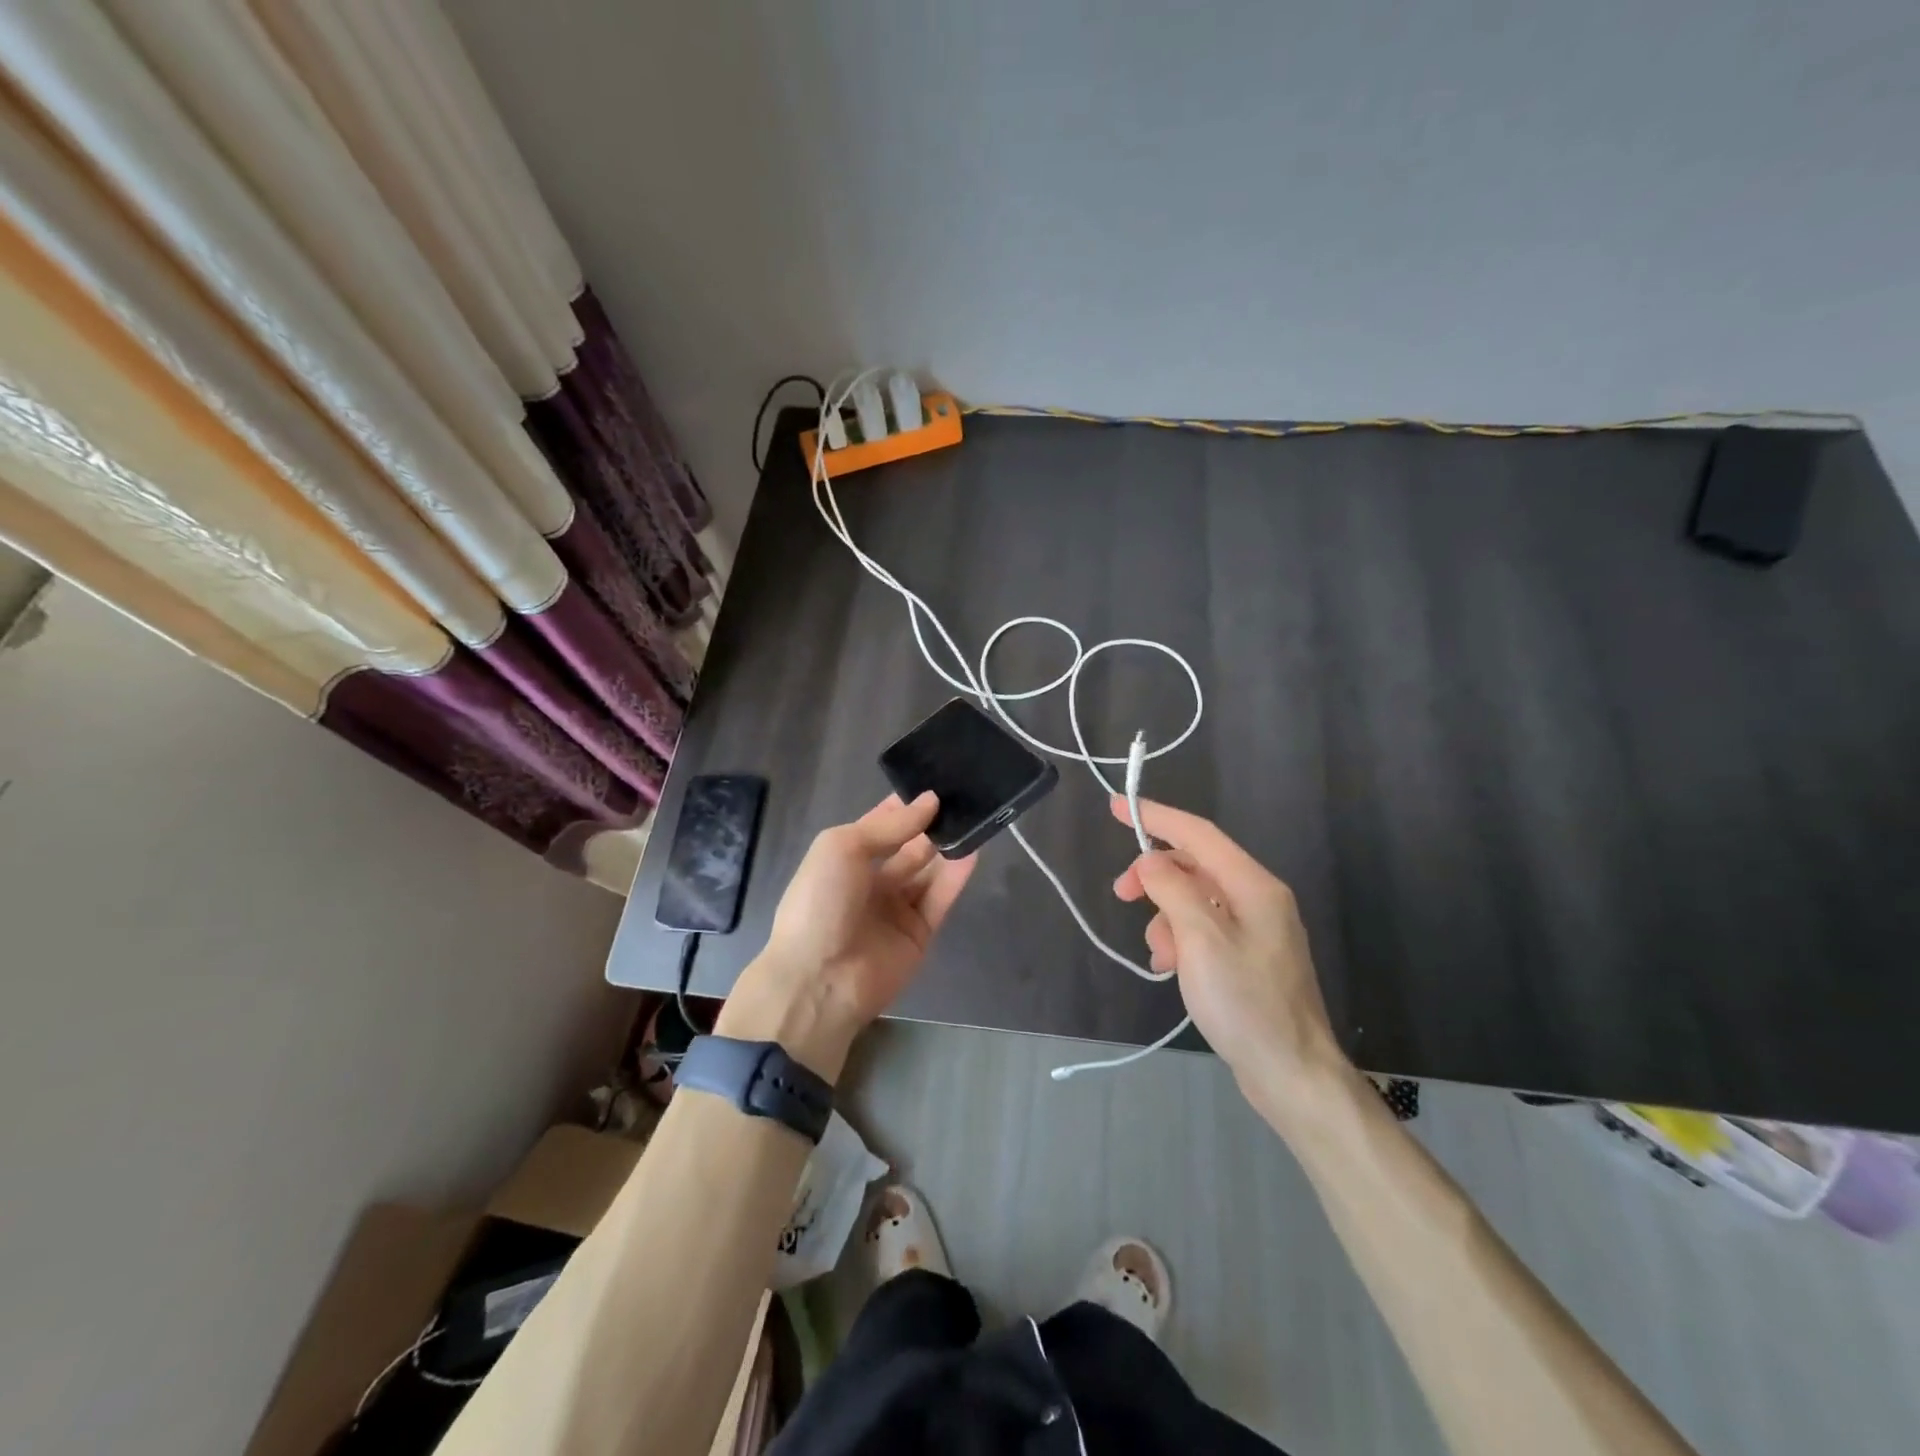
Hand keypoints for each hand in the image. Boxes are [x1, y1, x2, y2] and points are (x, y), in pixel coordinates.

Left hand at [720, 793, 974, 1079]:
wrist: (818, 980)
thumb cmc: (820, 902)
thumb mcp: (843, 847)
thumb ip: (889, 826)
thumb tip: (930, 801)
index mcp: (845, 859)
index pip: (882, 825)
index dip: (906, 805)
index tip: (937, 783)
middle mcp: (872, 881)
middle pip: (909, 847)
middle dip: (931, 825)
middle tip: (963, 799)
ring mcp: (896, 909)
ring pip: (928, 871)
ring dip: (947, 847)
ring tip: (974, 818)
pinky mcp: (919, 934)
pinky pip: (940, 898)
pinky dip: (956, 875)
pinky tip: (973, 850)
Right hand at [1110, 795, 1346, 1119]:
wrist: (1292, 1074)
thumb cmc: (1246, 1003)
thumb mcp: (1201, 940)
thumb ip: (1173, 890)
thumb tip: (1151, 862)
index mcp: (1254, 886)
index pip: (1199, 834)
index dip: (1156, 817)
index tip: (1116, 807)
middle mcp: (1258, 899)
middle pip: (1195, 867)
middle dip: (1155, 877)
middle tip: (1121, 894)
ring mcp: (1255, 930)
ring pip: (1195, 901)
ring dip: (1166, 919)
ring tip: (1160, 958)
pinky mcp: (1248, 958)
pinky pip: (1203, 930)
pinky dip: (1180, 940)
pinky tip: (1170, 969)